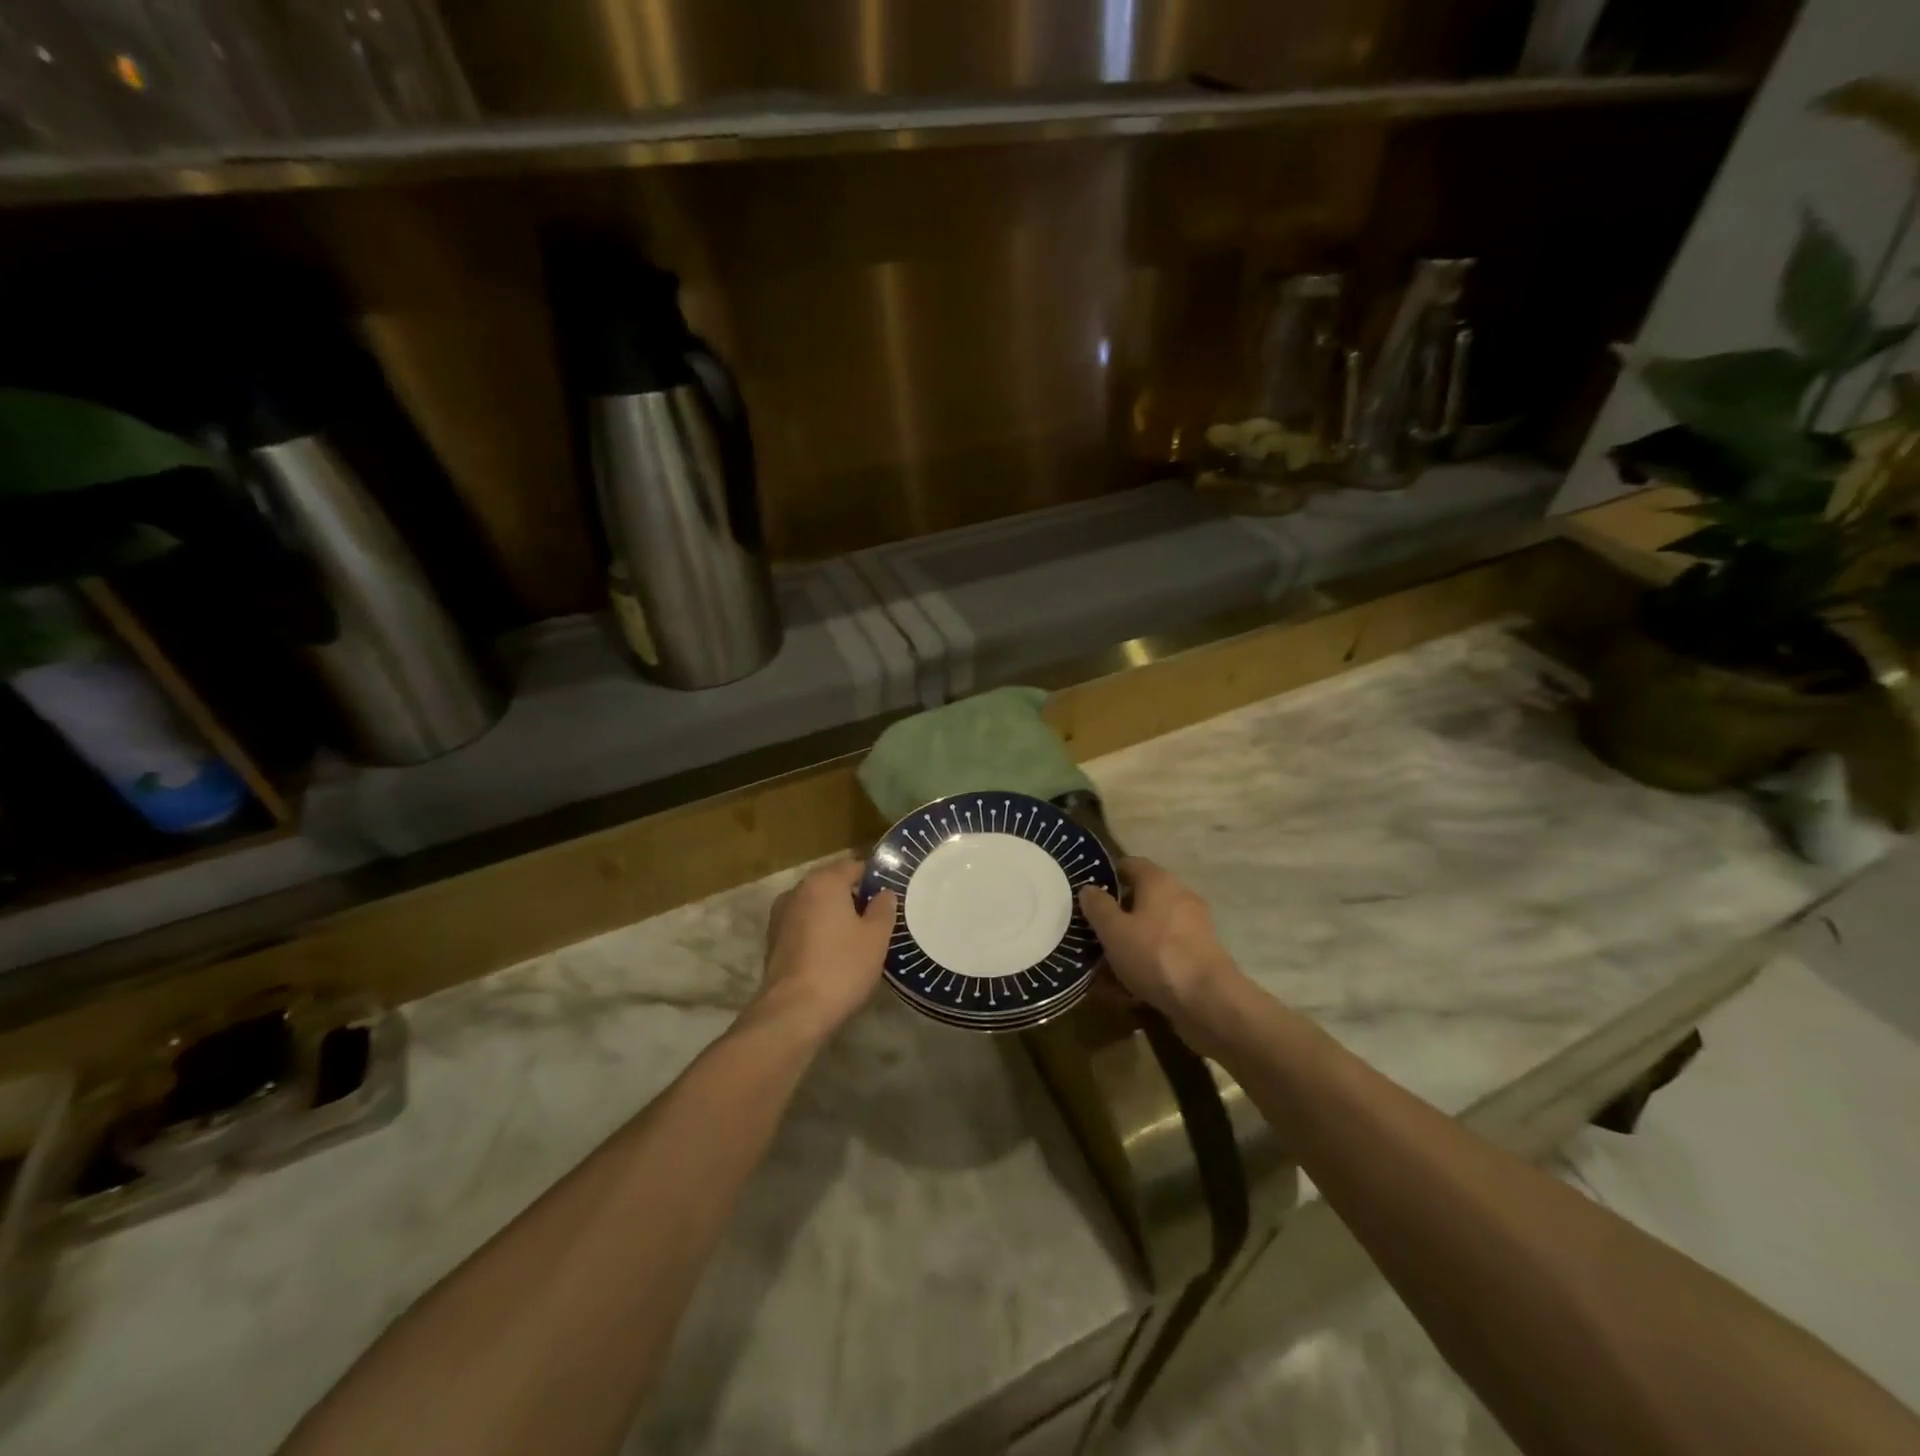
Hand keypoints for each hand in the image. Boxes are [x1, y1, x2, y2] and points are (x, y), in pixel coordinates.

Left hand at [758, 859, 896, 1039]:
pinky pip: (803, 925)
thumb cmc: (841, 967)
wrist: (793, 1012)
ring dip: (834, 915)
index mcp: (823, 882)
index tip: (889, 898)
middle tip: (877, 919)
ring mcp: (780, 916)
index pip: (853, 866)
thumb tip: (885, 893)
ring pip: (816, 906)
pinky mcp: (773, 941)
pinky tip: (833, 953)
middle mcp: (797, 891)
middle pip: (832, 884)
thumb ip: (883, 909)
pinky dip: (818, 931)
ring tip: (856, 938)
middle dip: (853, 897)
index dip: (874, 879)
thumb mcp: (876, 937)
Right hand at [1079, 858, 1241, 1023]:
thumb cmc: (1155, 955)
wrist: (1208, 1000)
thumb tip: (1089, 888)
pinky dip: (1145, 964)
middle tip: (1091, 934)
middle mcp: (1179, 896)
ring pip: (1150, 930)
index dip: (1107, 876)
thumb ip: (1097, 906)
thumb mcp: (1113, 930)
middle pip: (1140, 899)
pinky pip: (1163, 953)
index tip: (1087, 894)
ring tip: (1102, 969)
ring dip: (1128, 945)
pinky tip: (1125, 989)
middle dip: (1115, 917)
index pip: (1129, 865)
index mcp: (1159, 881)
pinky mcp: (1199, 956)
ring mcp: (1192, 927)